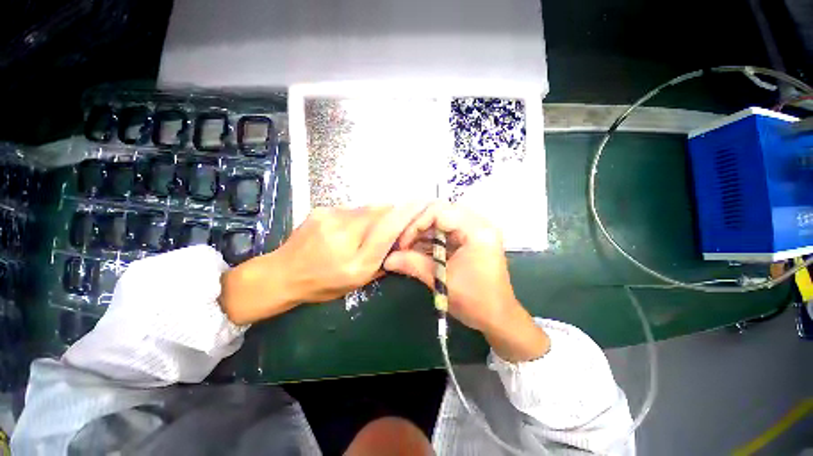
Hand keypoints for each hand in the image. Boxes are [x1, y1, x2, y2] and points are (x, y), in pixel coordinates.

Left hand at [219, 204, 424, 324]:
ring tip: (363, 232)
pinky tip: (346, 230)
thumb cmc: (322, 284)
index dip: (406, 214)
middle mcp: (344, 233)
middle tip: (394, 224)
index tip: (421, 203)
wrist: (282, 274)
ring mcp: (331, 217)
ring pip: (366, 209)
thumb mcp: (358, 281)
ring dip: (373, 217)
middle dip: (391, 215)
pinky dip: (357, 217)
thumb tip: (399, 242)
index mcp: (356, 259)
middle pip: (379, 212)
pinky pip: (351, 210)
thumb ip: (382, 260)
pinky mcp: (322, 209)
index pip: (388, 227)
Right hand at [384, 202, 549, 361]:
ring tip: (407, 248)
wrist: (499, 318)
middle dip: (418, 227)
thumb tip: (387, 259)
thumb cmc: (475, 301)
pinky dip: (431, 240)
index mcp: (477, 231)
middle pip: (441, 212)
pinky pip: (447, 232)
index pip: (439, 212)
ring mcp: (476, 231)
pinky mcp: (471, 240)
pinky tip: (418, 250)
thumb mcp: (441, 281)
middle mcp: (479, 224)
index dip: (416, 224)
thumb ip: (413, 264)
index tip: (403, 244)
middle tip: (403, 243)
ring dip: (423, 233)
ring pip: (442, 221)